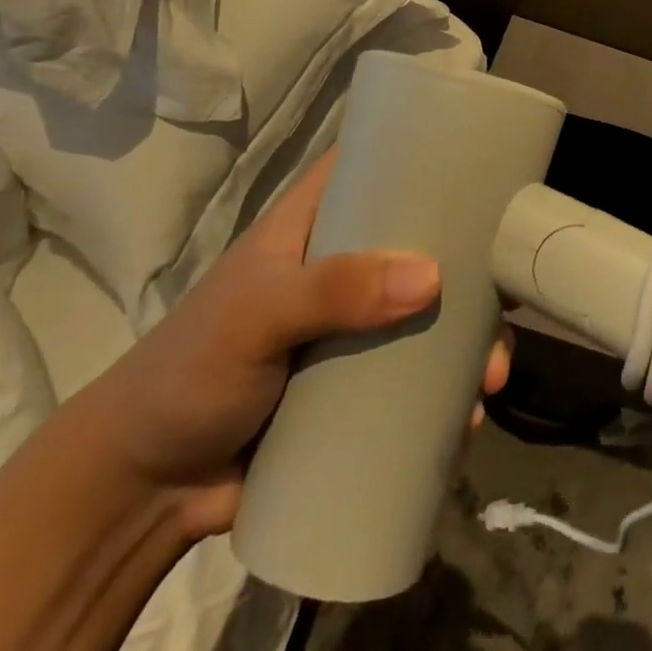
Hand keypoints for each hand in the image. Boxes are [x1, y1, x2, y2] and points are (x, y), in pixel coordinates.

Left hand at [73, 153, 511, 538]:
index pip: (379, 167)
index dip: (432, 159)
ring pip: (432, 315)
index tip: (490, 171)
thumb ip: (333, 290)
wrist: (144, 490)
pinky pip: (420, 377)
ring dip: (472, 340)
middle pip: (426, 245)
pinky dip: (451, 391)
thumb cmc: (190, 371)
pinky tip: (472, 413)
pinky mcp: (360, 387)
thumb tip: (432, 276)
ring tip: (493, 378)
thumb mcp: (257, 315)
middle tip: (507, 301)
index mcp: (318, 225)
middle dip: (474, 268)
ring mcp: (357, 328)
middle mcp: (347, 266)